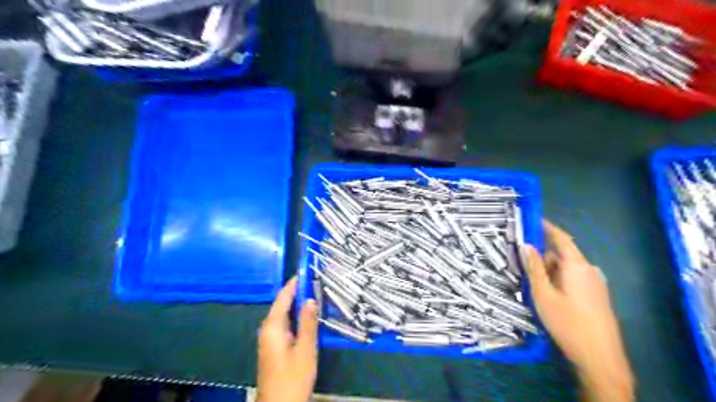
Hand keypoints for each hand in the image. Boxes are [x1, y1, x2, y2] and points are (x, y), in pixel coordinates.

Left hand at [255, 277, 315, 401]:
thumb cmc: (292, 377)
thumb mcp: (305, 349)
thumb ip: (308, 323)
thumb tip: (310, 298)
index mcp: (272, 326)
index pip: (283, 297)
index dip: (294, 283)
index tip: (307, 270)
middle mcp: (268, 329)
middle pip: (283, 304)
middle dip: (298, 292)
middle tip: (316, 281)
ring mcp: (270, 338)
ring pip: (284, 314)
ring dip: (298, 304)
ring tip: (315, 293)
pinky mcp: (274, 346)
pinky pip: (285, 323)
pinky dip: (296, 316)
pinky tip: (308, 316)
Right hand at [525, 222, 634, 400]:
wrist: (600, 357)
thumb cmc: (567, 323)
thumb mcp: (543, 294)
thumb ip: (534, 268)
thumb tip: (526, 245)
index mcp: (577, 266)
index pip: (561, 238)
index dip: (546, 227)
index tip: (531, 219)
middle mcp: (589, 270)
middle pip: (562, 253)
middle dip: (541, 253)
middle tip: (520, 258)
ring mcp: (595, 283)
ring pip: (566, 267)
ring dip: (548, 268)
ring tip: (529, 277)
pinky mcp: (596, 295)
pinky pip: (573, 278)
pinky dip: (557, 277)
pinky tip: (546, 290)